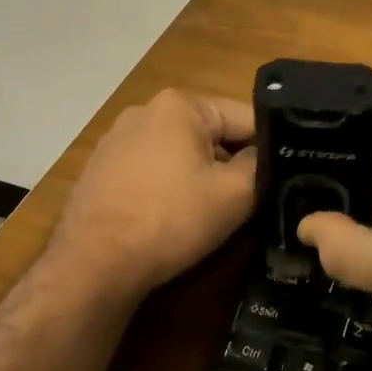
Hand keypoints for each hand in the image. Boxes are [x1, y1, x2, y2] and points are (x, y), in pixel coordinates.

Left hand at [48, 89, 256, 303]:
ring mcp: (118, 138)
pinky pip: (152, 168)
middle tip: (246, 199)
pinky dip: (168, 185)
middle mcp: (146, 109)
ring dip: (200, 174)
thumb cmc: (170, 220)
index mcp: (181, 104)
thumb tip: (267, 154)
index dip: (269, 148)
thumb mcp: (234, 194)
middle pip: (211, 132)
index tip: (279, 177)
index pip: (246, 118)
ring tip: (207, 212)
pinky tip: (170, 216)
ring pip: (181, 151)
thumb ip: (261, 164)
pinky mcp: (101, 167)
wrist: (92, 266)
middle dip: (230, 162)